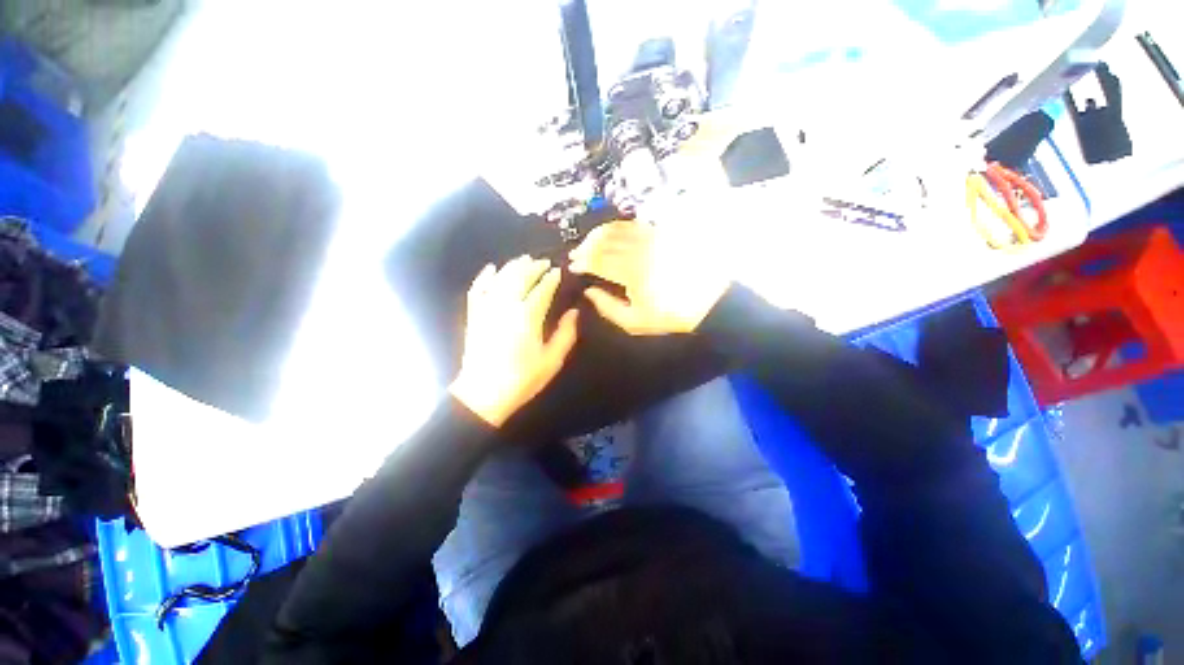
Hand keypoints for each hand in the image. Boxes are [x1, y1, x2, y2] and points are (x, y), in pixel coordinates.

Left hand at [449, 256, 579, 427]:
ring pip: (501, 278)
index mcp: (528, 316)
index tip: (558, 270)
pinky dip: (485, 276)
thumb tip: (573, 312)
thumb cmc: (522, 378)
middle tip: (543, 262)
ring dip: (513, 266)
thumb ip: (565, 334)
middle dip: (534, 266)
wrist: (484, 394)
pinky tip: (492, 268)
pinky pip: (477, 289)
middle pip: (521, 277)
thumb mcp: (552, 360)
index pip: (542, 289)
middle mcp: (507, 305)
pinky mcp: (474, 315)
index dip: (551, 278)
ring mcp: (487, 308)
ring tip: (524, 260)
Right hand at [569, 221, 729, 334]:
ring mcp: (653, 238)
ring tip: (589, 243)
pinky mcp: (662, 233)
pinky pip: (634, 224)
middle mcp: (641, 250)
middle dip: (586, 247)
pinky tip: (611, 235)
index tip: (572, 265)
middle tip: (576, 254)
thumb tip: (589, 292)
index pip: (599, 260)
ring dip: (599, 234)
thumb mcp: (635, 322)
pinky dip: (617, 228)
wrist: (707, 301)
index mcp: (633, 272)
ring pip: (617, 229)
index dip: (583, 261)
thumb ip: (607, 308)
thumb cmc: (669, 315)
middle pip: (605, 241)